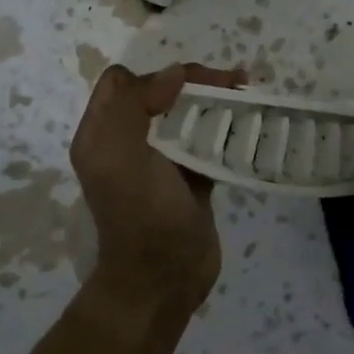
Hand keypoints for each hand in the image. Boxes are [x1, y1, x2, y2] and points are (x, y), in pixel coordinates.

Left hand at [70, 62, 245, 326]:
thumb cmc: (143, 216)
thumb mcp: (123, 157)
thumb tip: (172, 72)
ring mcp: (161, 161)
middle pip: (160, 93)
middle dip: (196, 82)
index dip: (157, 75)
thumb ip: (134, 105)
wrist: (164, 281)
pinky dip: (227, 129)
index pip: (122, 83)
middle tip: (235, 83)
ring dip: (216, 102)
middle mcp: (127, 143)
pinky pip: (206, 141)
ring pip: (186, 115)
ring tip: (249, 95)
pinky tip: (250, 124)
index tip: (192, 86)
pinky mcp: (189, 177)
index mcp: (102, 135)